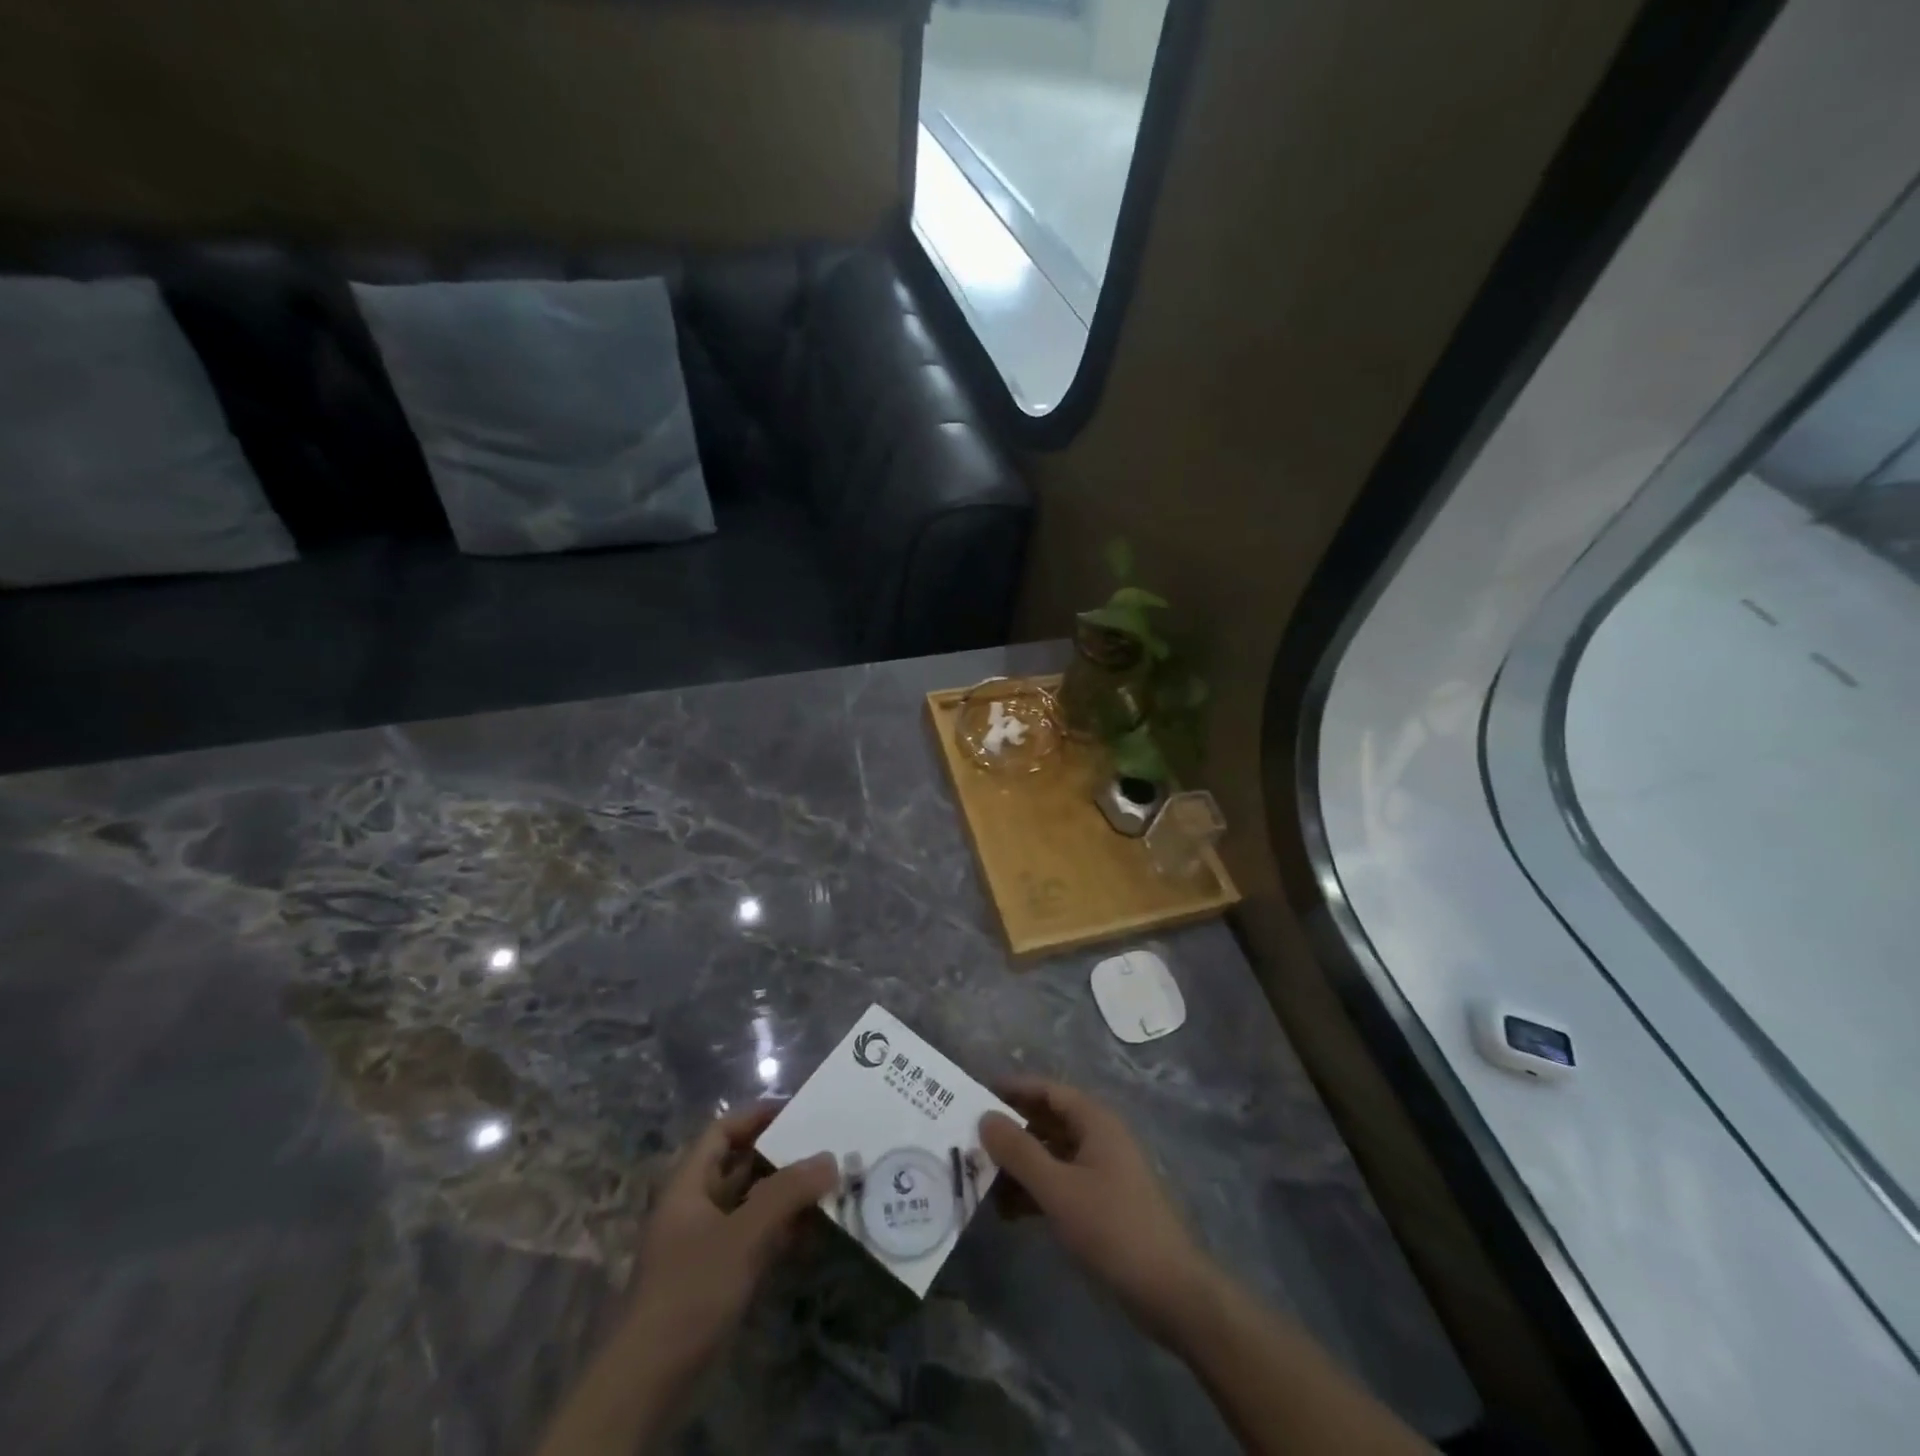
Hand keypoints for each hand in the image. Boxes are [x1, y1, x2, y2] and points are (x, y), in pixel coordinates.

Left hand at [618, 1105, 836, 1390]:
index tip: (798, 1110)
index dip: (756, 1116)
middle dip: (781, 1156)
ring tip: (829, 1185)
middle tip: (825, 1147)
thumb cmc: (690, 1291)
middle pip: (741, 1165)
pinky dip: (782, 1231)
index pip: (722, 1132)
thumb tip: (829, 1158)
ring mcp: (706, 1243)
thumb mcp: (742, 1236)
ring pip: (751, 1204)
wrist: (649, 1381)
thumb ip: (786, 1194)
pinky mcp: (717, 1277)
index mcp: (688, 1185)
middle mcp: (696, 1207)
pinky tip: (814, 1233)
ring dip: (786, 1195)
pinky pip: (755, 1238)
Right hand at [979, 1077, 1218, 1340]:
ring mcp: (1101, 1171)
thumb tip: (984, 1117)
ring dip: (1019, 1165)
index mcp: (1094, 1121)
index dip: (1013, 1089)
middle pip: (1047, 1121)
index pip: (1047, 1090)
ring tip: (980, 1179)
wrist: (1170, 1292)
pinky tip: (1006, 1211)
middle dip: (1011, 1130)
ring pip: (1051, 1155)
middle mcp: (1098, 1137)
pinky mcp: (1101, 1203)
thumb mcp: (1059, 1189)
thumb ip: (1019, 1152)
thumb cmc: (1113, 1228)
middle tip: (970, 1141)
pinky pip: (1059, 1183)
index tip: (975, 1096)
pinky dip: (1034, 1191)